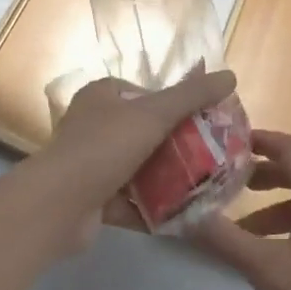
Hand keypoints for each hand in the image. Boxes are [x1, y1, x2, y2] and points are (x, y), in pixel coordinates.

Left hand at [33, 67, 237, 249]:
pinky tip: (183, 214)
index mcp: (101, 97)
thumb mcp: (153, 114)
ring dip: (167, 178)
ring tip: (204, 185)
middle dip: (175, 145)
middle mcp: (93, 126)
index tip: (202, 121)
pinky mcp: (93, 200)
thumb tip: (230, 75)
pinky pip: (131, 201)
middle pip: (144, 132)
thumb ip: (191, 96)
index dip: (173, 105)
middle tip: (210, 156)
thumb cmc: (104, 147)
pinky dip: (153, 207)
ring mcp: (91, 165)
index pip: (143, 93)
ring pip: (139, 168)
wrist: (59, 205)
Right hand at [194, 131, 290, 289]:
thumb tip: (185, 215)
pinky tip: (269, 257)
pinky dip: (288, 226)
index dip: (258, 140)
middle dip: (259, 173)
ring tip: (238, 228)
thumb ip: (226, 240)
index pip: (289, 147)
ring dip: (271, 206)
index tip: (225, 144)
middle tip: (224, 183)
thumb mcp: (270, 272)